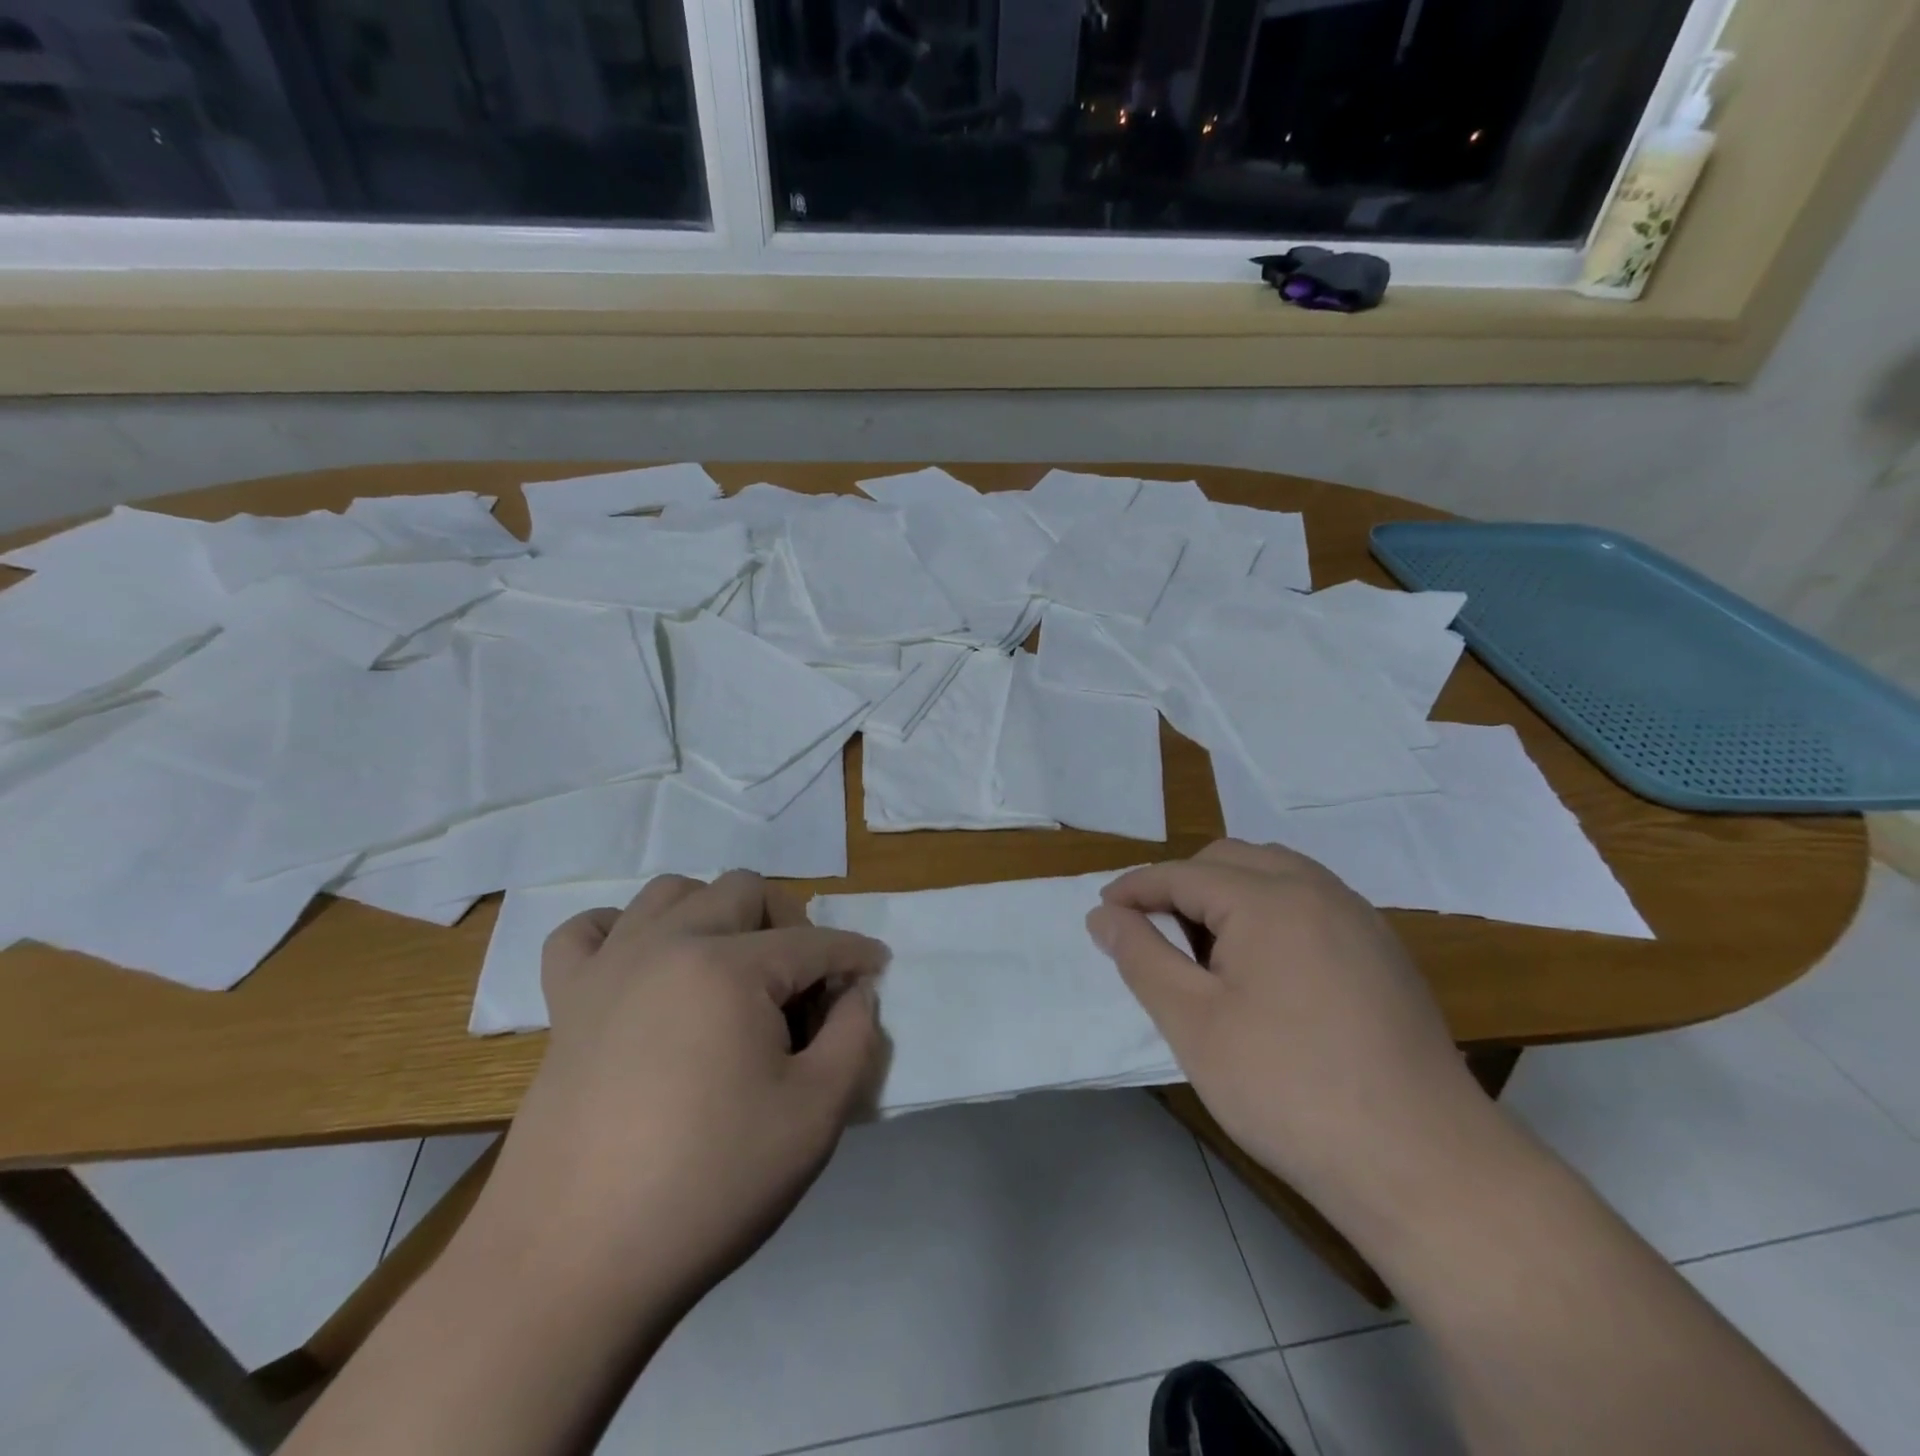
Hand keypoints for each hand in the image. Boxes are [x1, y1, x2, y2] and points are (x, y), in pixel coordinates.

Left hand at [473, 871, 888, 1323]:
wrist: (572, 1265)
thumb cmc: (709, 1184)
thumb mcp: (816, 1115)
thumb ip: (855, 1037)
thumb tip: (856, 993)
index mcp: (729, 967)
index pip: (814, 942)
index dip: (855, 955)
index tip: (876, 972)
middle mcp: (667, 945)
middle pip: (744, 890)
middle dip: (789, 922)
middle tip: (804, 982)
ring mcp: (608, 969)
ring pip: (671, 892)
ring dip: (714, 913)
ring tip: (731, 969)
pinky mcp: (565, 1004)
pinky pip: (586, 932)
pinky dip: (622, 932)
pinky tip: (643, 969)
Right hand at [1087, 840, 1497, 1232]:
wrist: (1424, 1165)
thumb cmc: (1288, 1089)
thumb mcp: (1193, 1023)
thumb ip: (1141, 957)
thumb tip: (1104, 914)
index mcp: (1269, 898)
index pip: (1182, 873)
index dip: (1135, 888)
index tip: (1101, 913)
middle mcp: (1318, 889)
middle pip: (1229, 859)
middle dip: (1181, 885)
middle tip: (1153, 935)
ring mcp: (1359, 918)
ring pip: (1274, 874)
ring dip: (1227, 895)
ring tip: (1205, 951)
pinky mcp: (1383, 952)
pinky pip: (1310, 902)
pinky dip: (1269, 913)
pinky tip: (1263, 970)